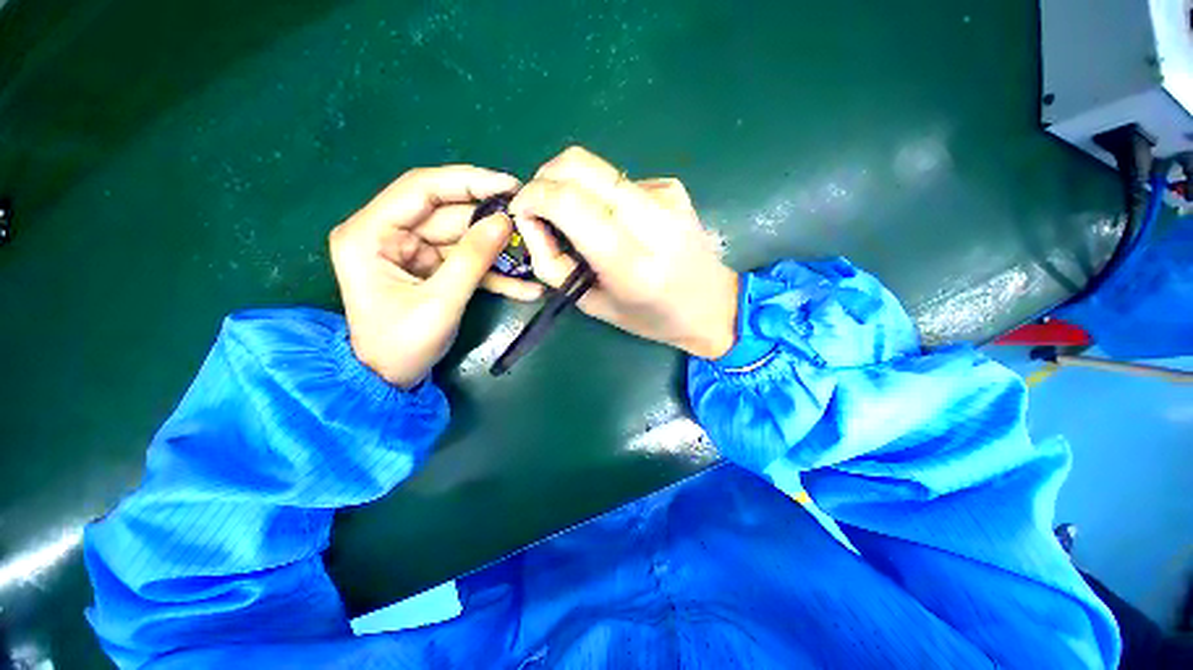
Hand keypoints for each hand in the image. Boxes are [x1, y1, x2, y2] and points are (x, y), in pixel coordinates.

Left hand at [330, 166, 543, 387]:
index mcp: (370, 233)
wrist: (389, 379)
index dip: (468, 182)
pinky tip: (525, 286)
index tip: (509, 185)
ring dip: (498, 250)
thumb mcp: (440, 301)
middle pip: (448, 214)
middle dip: (490, 221)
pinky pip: (466, 262)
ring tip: (533, 255)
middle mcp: (388, 233)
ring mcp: (412, 252)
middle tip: (529, 221)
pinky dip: (494, 274)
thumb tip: (505, 221)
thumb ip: (473, 259)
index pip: (421, 189)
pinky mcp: (431, 269)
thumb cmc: (401, 344)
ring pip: (463, 239)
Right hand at [509, 147, 738, 358]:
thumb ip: (553, 263)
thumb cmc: (649, 318)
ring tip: (576, 220)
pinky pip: (618, 179)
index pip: (569, 202)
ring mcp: (666, 196)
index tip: (522, 211)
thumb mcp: (592, 304)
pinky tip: (615, 223)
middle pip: (579, 164)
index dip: (533, 196)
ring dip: (570, 186)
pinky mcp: (672, 186)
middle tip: (541, 209)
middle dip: (545, 179)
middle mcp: (651, 220)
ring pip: (595, 166)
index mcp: (631, 262)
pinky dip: (601, 195)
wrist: (712, 305)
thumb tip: (530, 220)